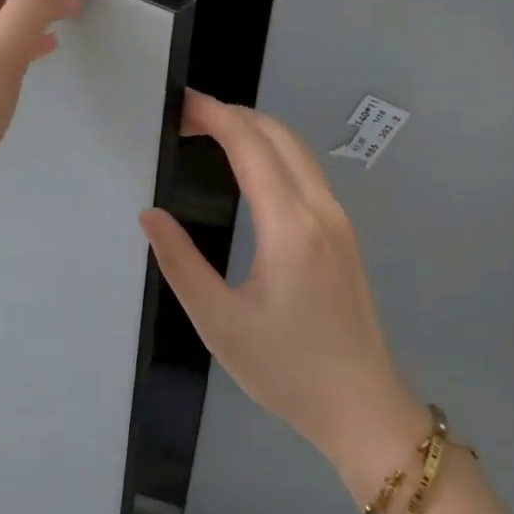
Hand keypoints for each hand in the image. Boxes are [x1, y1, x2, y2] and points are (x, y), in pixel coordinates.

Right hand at [140, 91, 427, 500]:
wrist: (362, 409)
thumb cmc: (285, 369)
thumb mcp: (219, 322)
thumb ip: (180, 263)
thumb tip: (150, 215)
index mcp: (289, 226)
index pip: (250, 145)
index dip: (214, 115)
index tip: (180, 104)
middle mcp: (320, 209)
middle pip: (278, 134)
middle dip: (232, 113)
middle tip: (186, 118)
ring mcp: (338, 219)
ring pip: (297, 149)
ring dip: (255, 130)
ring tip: (209, 134)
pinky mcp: (343, 233)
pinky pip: (307, 171)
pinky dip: (273, 151)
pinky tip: (248, 167)